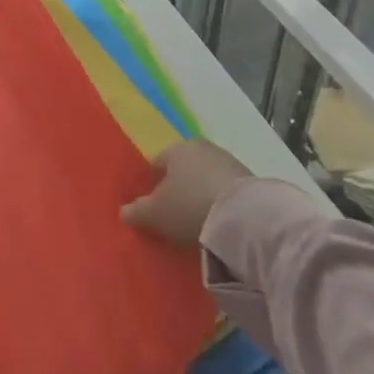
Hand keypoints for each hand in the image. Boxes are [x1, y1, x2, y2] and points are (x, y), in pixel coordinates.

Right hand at [121, 140, 252, 248]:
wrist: (245, 218)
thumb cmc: (189, 206)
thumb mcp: (156, 214)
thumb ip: (137, 211)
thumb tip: (123, 211)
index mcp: (177, 148)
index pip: (157, 164)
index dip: (151, 186)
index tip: (151, 209)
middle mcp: (203, 148)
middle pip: (183, 171)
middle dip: (177, 191)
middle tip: (173, 218)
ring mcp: (229, 163)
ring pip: (205, 180)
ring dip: (200, 198)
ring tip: (197, 225)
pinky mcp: (250, 182)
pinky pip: (224, 193)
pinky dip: (219, 205)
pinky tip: (217, 225)